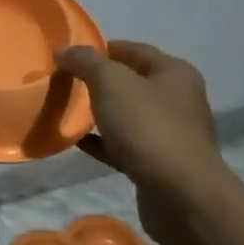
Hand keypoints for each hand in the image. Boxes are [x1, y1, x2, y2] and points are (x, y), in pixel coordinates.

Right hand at [55, 39, 227, 244]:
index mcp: (174, 73)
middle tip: (63, 81)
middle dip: (97, 81)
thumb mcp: (111, 83)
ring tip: (65, 110)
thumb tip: (64, 50)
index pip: (132, 49)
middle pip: (130, 82)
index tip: (69, 55)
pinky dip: (101, 141)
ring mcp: (169, 133)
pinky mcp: (158, 163)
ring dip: (98, 112)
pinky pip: (123, 144)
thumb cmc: (148, 128)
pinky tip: (76, 141)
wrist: (180, 195)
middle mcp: (177, 99)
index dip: (100, 49)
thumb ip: (86, 62)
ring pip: (126, 115)